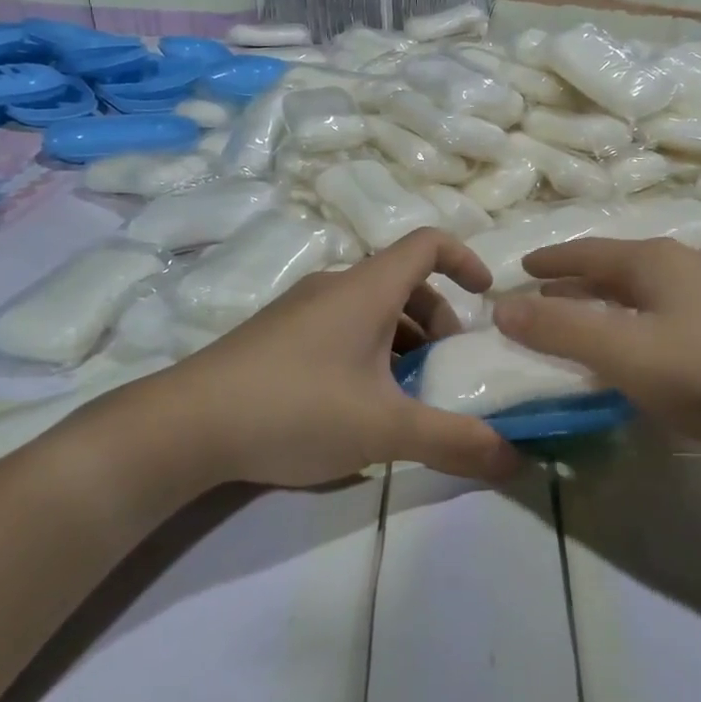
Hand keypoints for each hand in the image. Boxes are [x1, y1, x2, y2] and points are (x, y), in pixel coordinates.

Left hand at [111, 229, 523, 487]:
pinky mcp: (276, 336)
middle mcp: (335, 287)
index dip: (465, 259)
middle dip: (438, 320)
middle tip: (447, 369)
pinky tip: (358, 406)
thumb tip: (515, 458)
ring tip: (407, 395)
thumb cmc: (296, 408)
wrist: (184, 425)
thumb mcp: (385, 430)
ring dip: (402, 341)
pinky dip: (368, 352)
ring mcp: (300, 310)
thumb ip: (453, 441)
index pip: (428, 243)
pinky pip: (340, 328)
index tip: (486, 297)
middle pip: (403, 283)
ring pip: (370, 310)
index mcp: (367, 289)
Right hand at [493, 238, 700, 452]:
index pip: (587, 252)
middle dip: (577, 282)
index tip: (521, 269)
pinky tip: (644, 341)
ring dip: (609, 300)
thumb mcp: (625, 352)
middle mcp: (685, 262)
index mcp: (654, 260)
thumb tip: (502, 307)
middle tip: (543, 299)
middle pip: (616, 266)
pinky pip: (669, 307)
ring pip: (645, 288)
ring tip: (586, 320)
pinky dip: (639, 317)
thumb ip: (562, 330)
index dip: (550, 261)